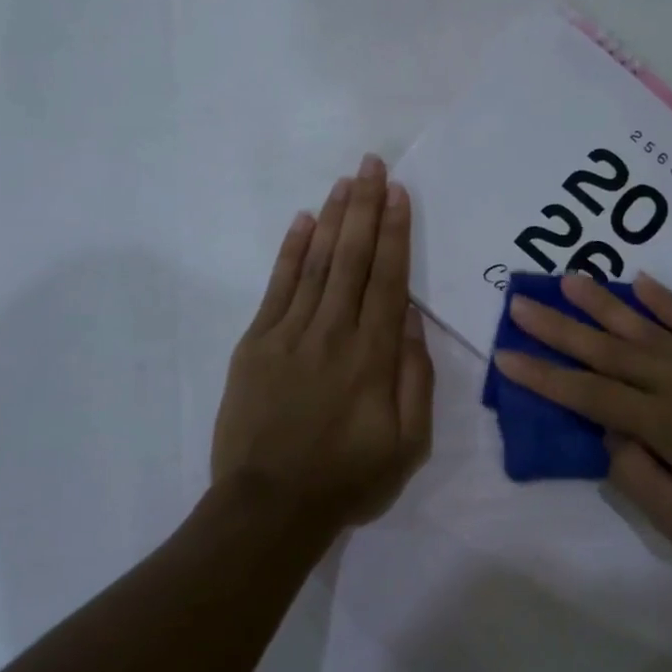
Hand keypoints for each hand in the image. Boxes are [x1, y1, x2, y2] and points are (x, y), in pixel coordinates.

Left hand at [211, 154, 434, 528]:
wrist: (269, 507)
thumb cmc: (348, 478)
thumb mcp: (408, 444)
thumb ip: (416, 378)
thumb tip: (413, 320)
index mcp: (373, 356)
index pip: (388, 279)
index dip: (395, 232)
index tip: (399, 193)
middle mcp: (332, 332)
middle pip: (352, 258)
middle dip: (365, 207)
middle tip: (372, 164)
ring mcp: (289, 334)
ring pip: (317, 264)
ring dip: (332, 219)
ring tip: (346, 181)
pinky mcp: (256, 343)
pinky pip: (277, 287)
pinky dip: (291, 251)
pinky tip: (302, 221)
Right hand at [493, 272, 671, 577]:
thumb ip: (638, 476)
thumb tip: (611, 431)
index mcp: (670, 428)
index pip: (591, 395)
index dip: (545, 376)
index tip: (506, 355)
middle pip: (609, 350)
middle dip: (559, 328)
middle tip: (521, 303)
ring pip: (646, 326)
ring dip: (603, 303)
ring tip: (567, 279)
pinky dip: (664, 299)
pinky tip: (639, 281)